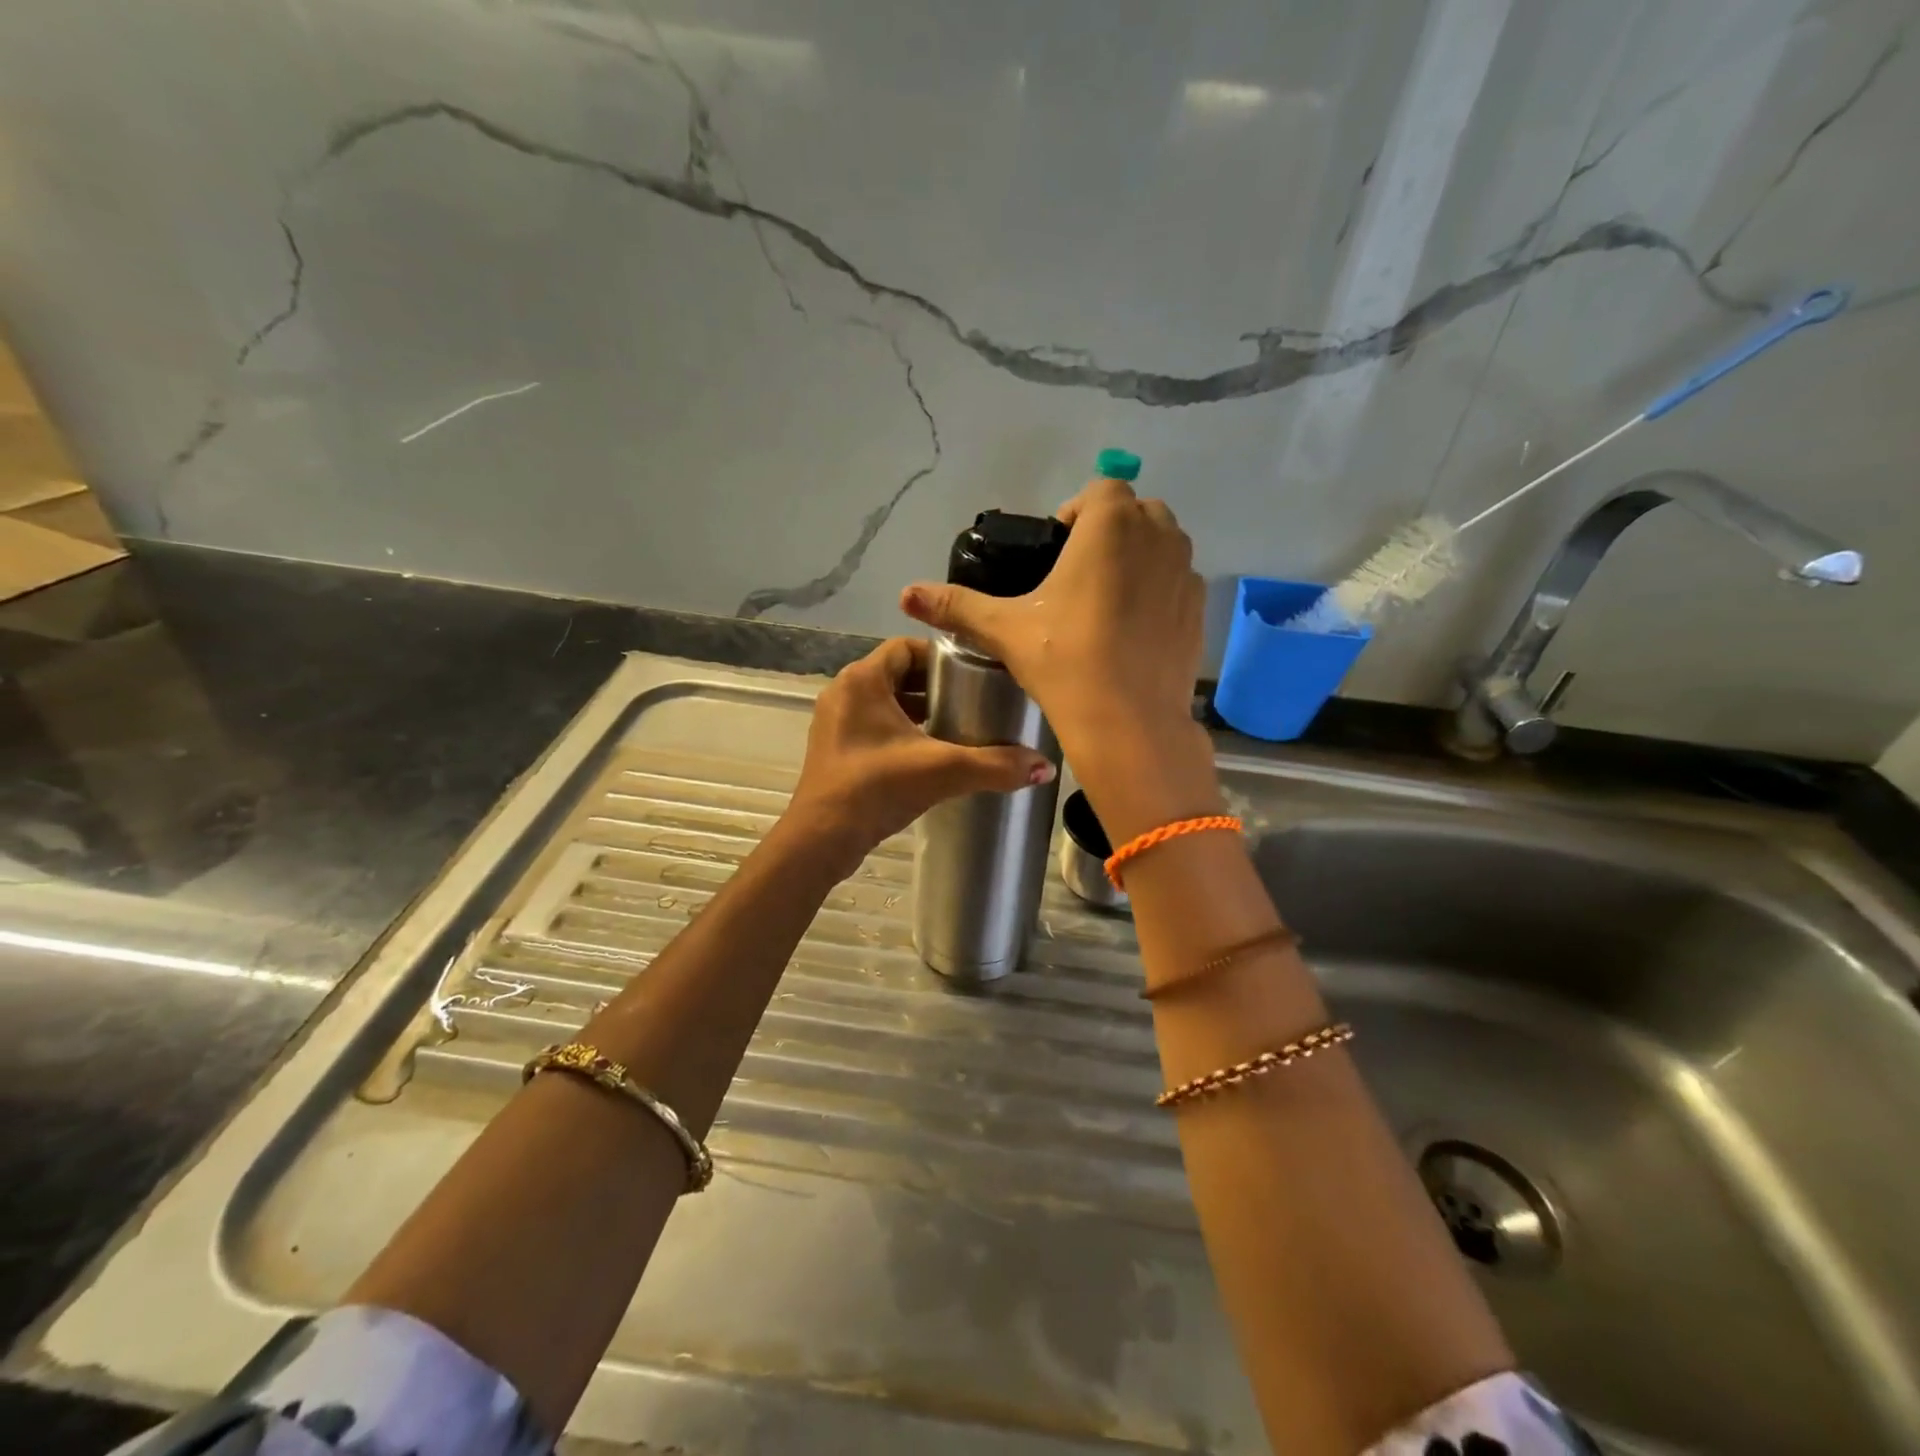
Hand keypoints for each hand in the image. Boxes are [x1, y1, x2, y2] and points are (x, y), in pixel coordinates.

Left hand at [782, 637, 1056, 878]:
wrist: (822, 839)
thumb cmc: (876, 788)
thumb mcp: (942, 770)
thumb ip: (995, 765)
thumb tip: (1045, 767)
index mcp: (863, 680)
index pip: (906, 647)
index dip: (941, 657)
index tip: (974, 674)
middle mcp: (844, 692)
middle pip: (897, 674)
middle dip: (935, 686)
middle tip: (974, 701)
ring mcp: (835, 722)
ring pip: (885, 702)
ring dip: (919, 710)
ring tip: (959, 726)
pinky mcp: (835, 749)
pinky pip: (873, 726)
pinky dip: (901, 732)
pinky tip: (929, 754)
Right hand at [899, 480, 1217, 838]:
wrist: (1129, 723)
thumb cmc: (1065, 662)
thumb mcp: (1005, 630)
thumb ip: (957, 605)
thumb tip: (906, 594)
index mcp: (1112, 525)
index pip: (1100, 490)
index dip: (1075, 513)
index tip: (1056, 550)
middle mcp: (1158, 536)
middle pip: (1136, 512)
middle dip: (1109, 530)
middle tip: (1077, 573)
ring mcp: (1185, 573)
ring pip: (1163, 544)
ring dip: (1138, 556)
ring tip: (1105, 599)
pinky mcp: (1199, 610)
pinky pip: (1178, 582)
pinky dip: (1158, 590)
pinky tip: (1132, 630)